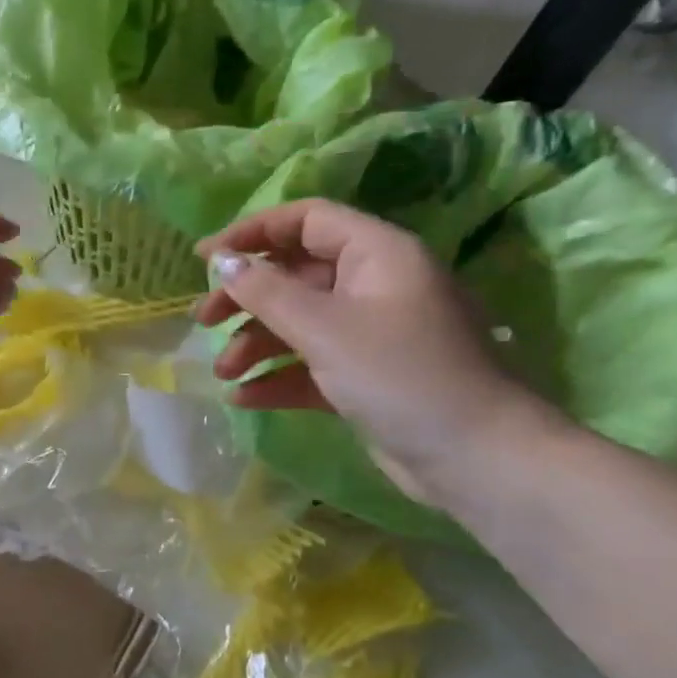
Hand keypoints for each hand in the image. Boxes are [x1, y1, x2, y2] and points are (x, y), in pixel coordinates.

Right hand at [195, 199, 557, 500]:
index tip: (204, 258)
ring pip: (299, 324)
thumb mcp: (323, 328)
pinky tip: (244, 398)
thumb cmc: (399, 374)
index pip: (305, 221)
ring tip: (223, 373)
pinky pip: (311, 365)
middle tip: (203, 321)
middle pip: (295, 275)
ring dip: (256, 344)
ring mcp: (370, 333)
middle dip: (246, 298)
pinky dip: (278, 377)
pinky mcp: (366, 376)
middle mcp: (373, 285)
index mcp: (376, 253)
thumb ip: (266, 292)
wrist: (473, 457)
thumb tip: (221, 261)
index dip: (252, 232)